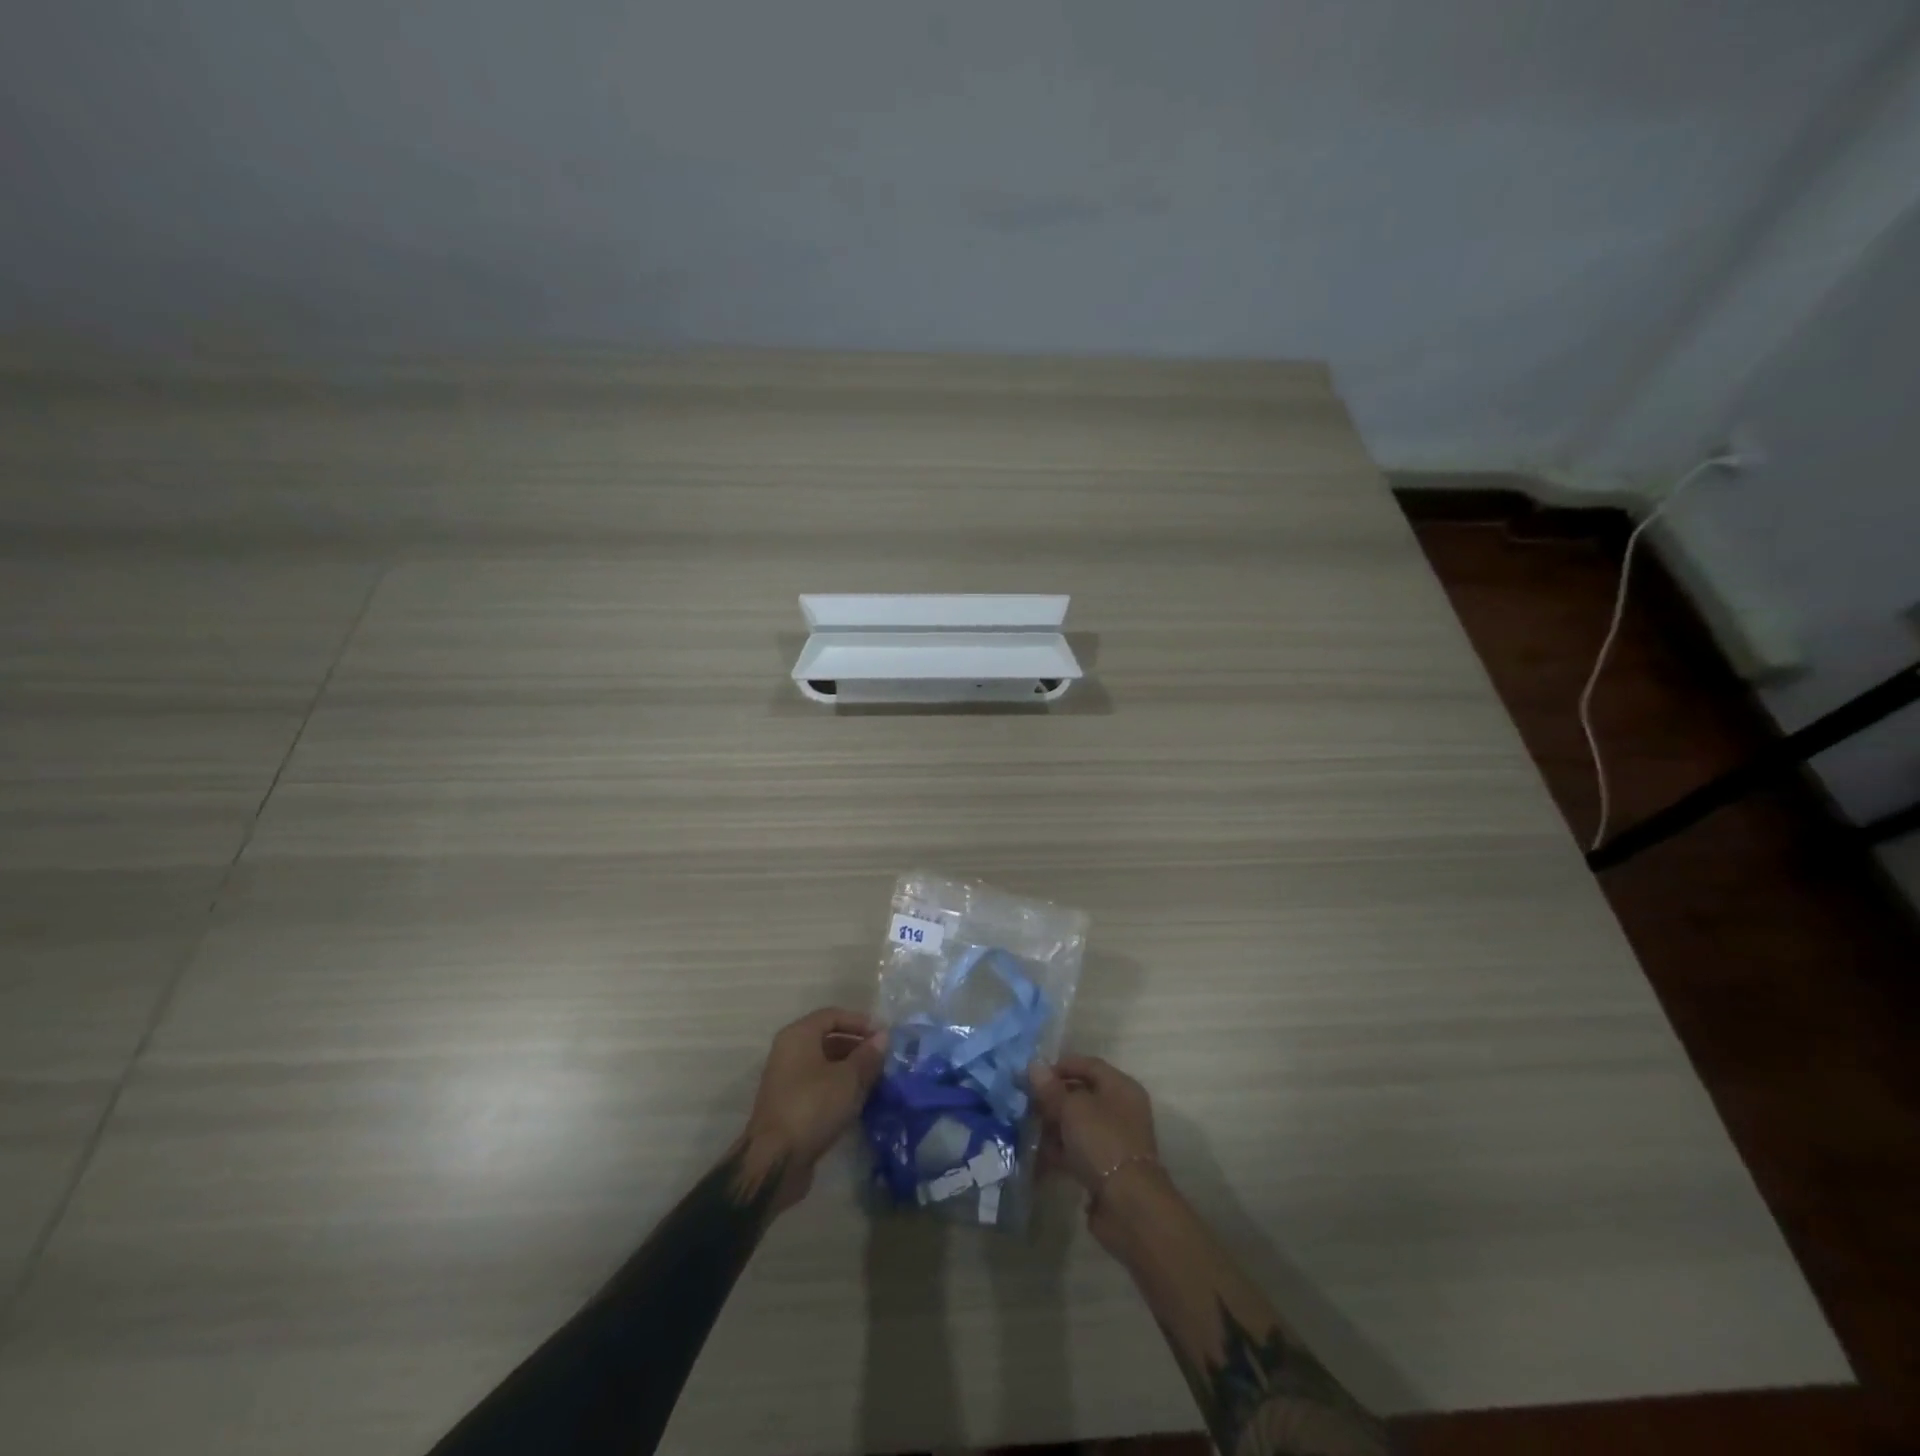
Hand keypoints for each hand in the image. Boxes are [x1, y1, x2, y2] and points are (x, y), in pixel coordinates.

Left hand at [740, 1008, 887, 1213]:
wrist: (776, 1161)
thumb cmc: (813, 1106)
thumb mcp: (848, 1078)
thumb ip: (868, 1055)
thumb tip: (883, 1037)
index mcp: (798, 1036)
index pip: (832, 1015)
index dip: (860, 1021)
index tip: (883, 1035)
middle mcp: (788, 1052)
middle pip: (827, 1039)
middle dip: (857, 1046)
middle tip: (883, 1058)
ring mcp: (787, 1080)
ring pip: (824, 1064)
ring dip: (850, 1068)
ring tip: (876, 1079)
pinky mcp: (790, 1106)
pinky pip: (819, 1086)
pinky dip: (839, 1087)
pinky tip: (859, 1100)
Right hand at [1029, 1055, 1167, 1252]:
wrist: (1128, 1205)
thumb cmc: (1102, 1142)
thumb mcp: (1072, 1109)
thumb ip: (1051, 1088)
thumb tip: (1034, 1066)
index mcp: (1120, 1087)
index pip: (1089, 1065)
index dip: (1061, 1066)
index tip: (1033, 1075)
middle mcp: (1121, 1110)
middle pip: (1082, 1095)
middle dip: (1053, 1099)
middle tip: (1025, 1104)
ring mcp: (1114, 1140)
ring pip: (1078, 1125)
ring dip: (1053, 1127)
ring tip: (1026, 1130)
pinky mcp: (1106, 1168)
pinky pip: (1078, 1151)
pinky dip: (1059, 1151)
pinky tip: (1036, 1157)